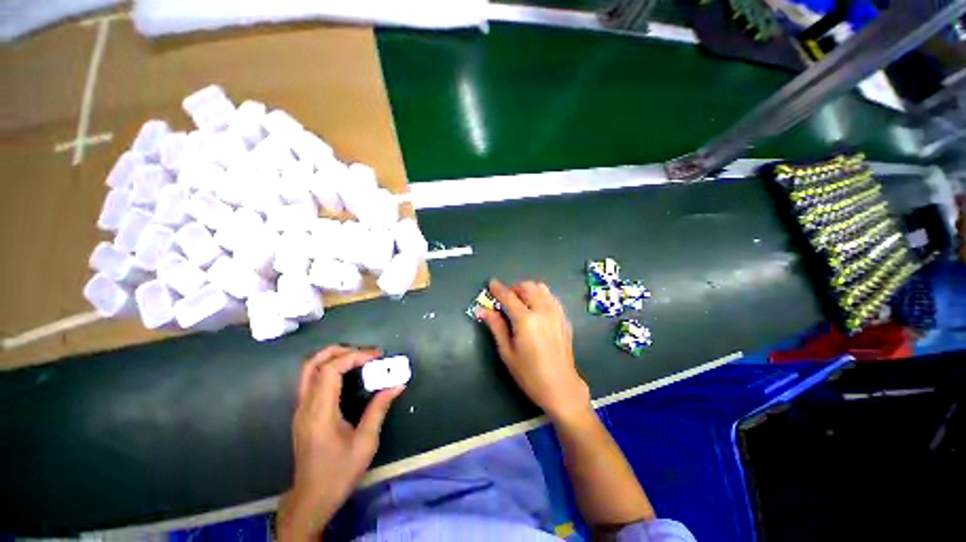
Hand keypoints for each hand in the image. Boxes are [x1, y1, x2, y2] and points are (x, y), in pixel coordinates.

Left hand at [277, 346, 404, 540]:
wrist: (312, 499)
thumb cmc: (339, 472)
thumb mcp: (365, 442)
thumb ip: (379, 409)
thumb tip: (397, 384)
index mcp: (320, 413)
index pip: (331, 370)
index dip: (355, 356)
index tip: (377, 356)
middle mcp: (305, 406)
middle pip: (314, 363)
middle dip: (341, 351)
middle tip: (366, 353)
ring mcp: (300, 409)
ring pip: (308, 370)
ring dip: (333, 357)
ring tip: (358, 358)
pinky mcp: (302, 413)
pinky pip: (311, 380)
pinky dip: (329, 368)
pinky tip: (347, 375)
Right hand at [479, 279, 590, 422]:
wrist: (560, 386)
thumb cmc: (529, 373)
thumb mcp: (507, 351)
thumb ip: (496, 326)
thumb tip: (481, 309)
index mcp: (526, 320)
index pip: (509, 297)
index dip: (498, 289)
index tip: (491, 283)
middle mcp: (543, 310)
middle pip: (528, 287)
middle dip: (514, 288)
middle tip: (506, 299)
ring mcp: (556, 313)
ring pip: (542, 288)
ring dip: (528, 290)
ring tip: (521, 303)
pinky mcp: (564, 318)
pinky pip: (551, 297)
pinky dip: (541, 296)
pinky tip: (536, 309)